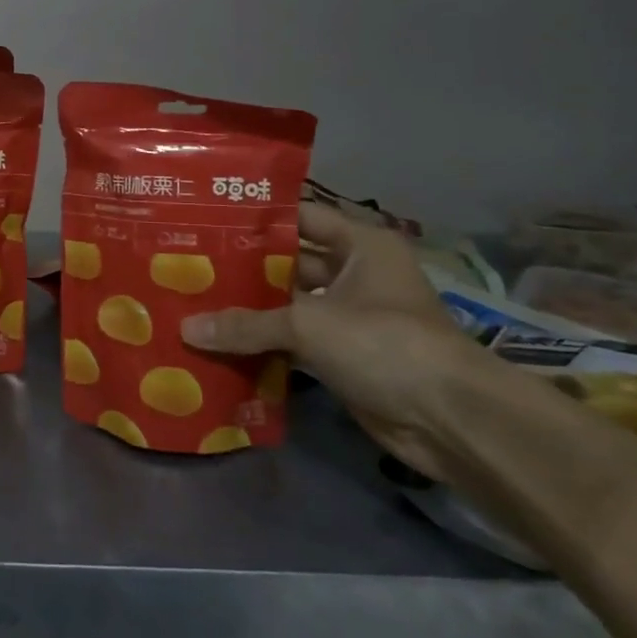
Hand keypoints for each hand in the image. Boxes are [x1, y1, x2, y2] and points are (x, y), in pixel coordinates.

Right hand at [181, 201, 498, 479]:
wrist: (450, 420)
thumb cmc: (385, 343)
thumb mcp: (310, 324)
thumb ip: (247, 324)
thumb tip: (186, 328)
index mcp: (360, 245)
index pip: (300, 217)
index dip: (256, 218)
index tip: (207, 219)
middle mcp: (355, 274)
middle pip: (289, 263)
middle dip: (244, 268)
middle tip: (190, 264)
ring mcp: (350, 317)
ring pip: (289, 305)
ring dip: (251, 310)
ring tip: (195, 301)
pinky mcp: (344, 357)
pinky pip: (294, 342)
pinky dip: (264, 344)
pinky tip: (220, 342)